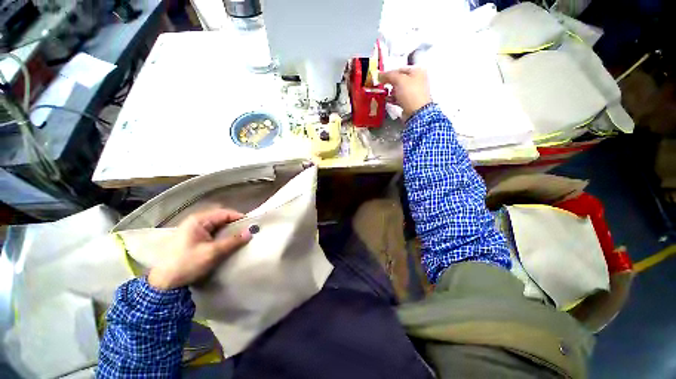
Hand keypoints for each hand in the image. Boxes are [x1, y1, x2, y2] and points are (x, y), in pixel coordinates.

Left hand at [148, 209, 251, 290]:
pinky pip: (212, 232)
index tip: (252, 225)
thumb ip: (233, 241)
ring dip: (229, 230)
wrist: (163, 282)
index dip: (239, 218)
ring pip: (217, 225)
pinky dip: (222, 235)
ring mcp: (193, 229)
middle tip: (247, 232)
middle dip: (235, 224)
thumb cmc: (187, 264)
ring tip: (240, 237)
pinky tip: (228, 242)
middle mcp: (196, 221)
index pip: (225, 213)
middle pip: (221, 217)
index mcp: (199, 220)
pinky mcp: (193, 238)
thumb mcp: (212, 252)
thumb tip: (251, 232)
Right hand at [379, 67, 431, 120]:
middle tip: (384, 86)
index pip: (400, 69)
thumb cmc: (410, 93)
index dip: (390, 73)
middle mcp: (418, 80)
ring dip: (392, 92)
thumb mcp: (399, 80)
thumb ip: (389, 75)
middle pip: (400, 80)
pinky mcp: (411, 102)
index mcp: (418, 71)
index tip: (382, 78)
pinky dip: (394, 99)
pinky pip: (400, 98)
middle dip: (391, 83)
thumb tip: (381, 75)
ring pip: (400, 89)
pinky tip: (389, 100)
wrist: (416, 112)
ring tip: (386, 94)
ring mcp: (415, 92)